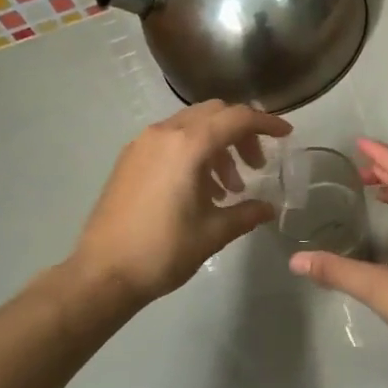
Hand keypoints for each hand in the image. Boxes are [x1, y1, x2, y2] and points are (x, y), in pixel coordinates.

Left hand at [73, 102, 291, 303]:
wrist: (101, 273)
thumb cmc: (162, 251)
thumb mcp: (213, 233)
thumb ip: (246, 213)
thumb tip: (268, 208)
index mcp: (188, 145)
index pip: (237, 119)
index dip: (266, 123)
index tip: (286, 135)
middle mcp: (164, 133)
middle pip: (214, 114)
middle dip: (241, 133)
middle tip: (256, 166)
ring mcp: (142, 144)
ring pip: (191, 126)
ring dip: (217, 145)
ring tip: (228, 188)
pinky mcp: (129, 159)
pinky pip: (170, 140)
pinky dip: (193, 152)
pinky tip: (199, 189)